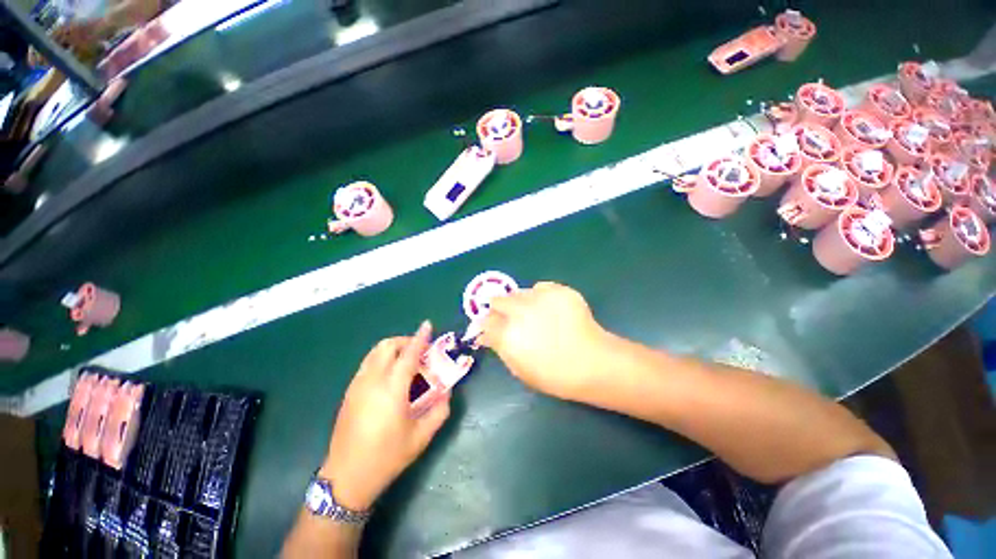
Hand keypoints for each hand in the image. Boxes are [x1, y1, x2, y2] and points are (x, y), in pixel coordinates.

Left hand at [320, 322, 450, 510]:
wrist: (346, 477)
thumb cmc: (387, 457)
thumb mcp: (421, 436)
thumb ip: (440, 410)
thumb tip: (447, 391)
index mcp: (392, 390)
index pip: (408, 354)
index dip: (420, 337)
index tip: (428, 324)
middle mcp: (372, 381)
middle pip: (387, 346)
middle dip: (406, 341)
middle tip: (421, 352)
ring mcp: (357, 385)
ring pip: (375, 352)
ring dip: (393, 349)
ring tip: (407, 362)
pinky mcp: (349, 392)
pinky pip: (368, 364)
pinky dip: (382, 359)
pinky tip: (391, 376)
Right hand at [478, 282, 610, 400]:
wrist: (592, 362)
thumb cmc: (554, 374)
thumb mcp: (519, 369)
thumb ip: (500, 347)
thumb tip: (488, 335)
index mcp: (507, 334)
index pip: (485, 321)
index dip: (488, 325)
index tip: (493, 328)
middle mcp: (519, 311)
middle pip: (497, 300)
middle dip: (500, 309)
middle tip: (512, 318)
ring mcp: (539, 297)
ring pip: (518, 292)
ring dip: (520, 302)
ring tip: (535, 314)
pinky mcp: (557, 290)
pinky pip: (540, 287)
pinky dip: (541, 295)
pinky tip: (551, 308)